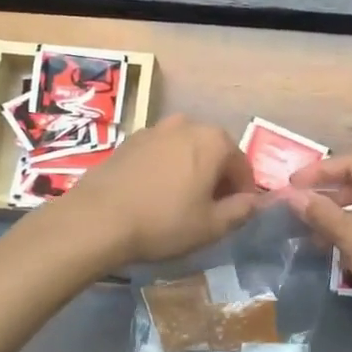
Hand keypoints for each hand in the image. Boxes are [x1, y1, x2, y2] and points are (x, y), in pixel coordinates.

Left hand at [52, 114, 259, 266]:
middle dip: (218, 177)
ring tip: (182, 201)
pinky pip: (161, 152)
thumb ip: (241, 211)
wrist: (97, 218)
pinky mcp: (131, 139)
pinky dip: (167, 167)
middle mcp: (188, 124)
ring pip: (187, 149)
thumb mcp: (211, 226)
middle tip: (211, 209)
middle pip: (215, 152)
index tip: (237, 213)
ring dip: (191, 170)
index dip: (244, 192)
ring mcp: (156, 128)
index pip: (242, 166)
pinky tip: (155, 193)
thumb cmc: (163, 222)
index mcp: (214, 141)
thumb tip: (254, 202)